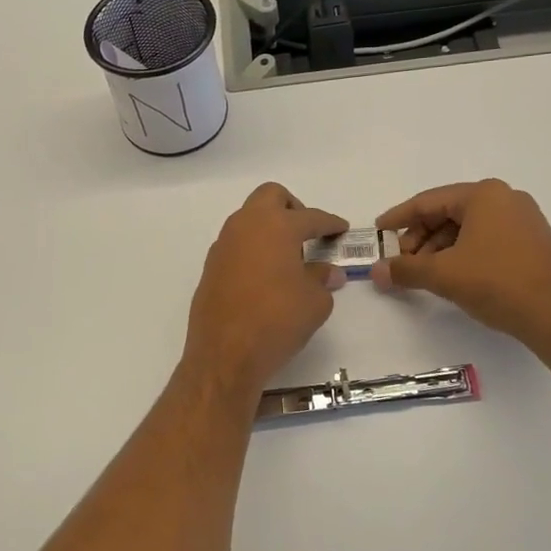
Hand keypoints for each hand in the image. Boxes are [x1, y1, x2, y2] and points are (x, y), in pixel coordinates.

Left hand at [183, 183, 348, 399]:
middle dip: (292, 208)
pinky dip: (253, 249)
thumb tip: (327, 272)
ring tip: (288, 257)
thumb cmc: (278, 320)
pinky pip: (236, 244)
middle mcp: (246, 226)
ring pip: (249, 219)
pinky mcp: (211, 267)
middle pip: (271, 197)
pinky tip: (265, 276)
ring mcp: (224, 245)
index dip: (329, 223)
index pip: (310, 217)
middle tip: (307, 233)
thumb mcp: (314, 302)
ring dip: (269, 228)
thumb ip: (321, 279)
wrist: (225, 353)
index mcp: (276, 226)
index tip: (340, 229)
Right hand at [371, 180, 550, 351]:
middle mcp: (505, 199)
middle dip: (420, 238)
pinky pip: (486, 239)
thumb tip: (376, 272)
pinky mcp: (532, 243)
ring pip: (467, 228)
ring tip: (425, 275)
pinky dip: (463, 254)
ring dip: (440, 249)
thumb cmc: (497, 282)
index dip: (399, 218)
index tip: (379, 232)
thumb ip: (406, 270)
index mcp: (483, 195)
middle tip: (402, 262)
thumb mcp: (444, 275)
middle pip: (448, 213)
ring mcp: (523, 220)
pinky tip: (453, 276)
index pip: (428, 201)